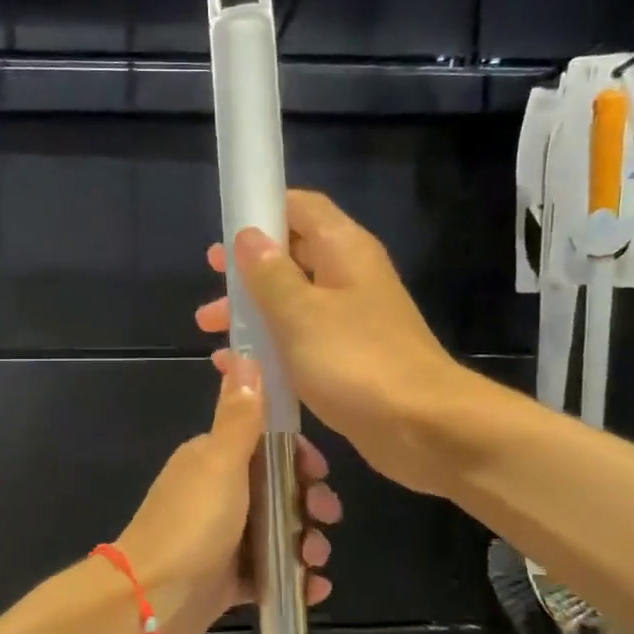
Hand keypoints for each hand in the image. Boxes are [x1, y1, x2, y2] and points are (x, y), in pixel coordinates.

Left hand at [116, 351, 339, 633]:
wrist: (149, 605)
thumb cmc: (191, 526)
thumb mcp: (220, 463)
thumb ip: (239, 415)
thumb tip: (244, 353)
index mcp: (213, 459)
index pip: (267, 445)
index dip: (299, 457)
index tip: (319, 473)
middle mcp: (218, 494)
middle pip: (279, 490)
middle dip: (309, 502)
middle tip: (326, 518)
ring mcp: (222, 539)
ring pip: (279, 532)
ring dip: (306, 543)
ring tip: (315, 560)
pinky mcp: (225, 581)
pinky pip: (269, 573)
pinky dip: (294, 579)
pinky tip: (312, 589)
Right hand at [195, 189, 464, 496]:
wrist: (422, 426)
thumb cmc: (356, 361)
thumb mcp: (300, 314)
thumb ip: (270, 274)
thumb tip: (248, 236)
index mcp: (344, 250)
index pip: (301, 207)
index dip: (263, 210)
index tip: (226, 231)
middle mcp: (350, 276)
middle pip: (293, 255)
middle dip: (249, 269)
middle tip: (213, 282)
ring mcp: (352, 319)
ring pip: (294, 301)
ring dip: (254, 310)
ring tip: (212, 329)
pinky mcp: (350, 357)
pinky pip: (302, 339)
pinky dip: (271, 345)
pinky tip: (240, 365)